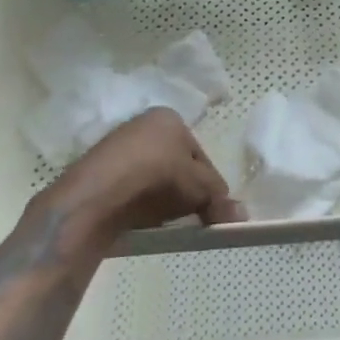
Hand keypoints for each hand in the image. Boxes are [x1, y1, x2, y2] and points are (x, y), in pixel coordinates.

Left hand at [38, 108, 242, 251]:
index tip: (211, 208)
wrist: (98, 195)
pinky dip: (136, 202)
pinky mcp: (97, 171)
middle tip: (188, 216)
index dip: (209, 182)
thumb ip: (220, 199)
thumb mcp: (199, 188)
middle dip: (183, 189)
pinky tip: (138, 219)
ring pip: (150, 176)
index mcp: (169, 118)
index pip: (199, 152)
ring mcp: (116, 146)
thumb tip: (242, 216)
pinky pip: (128, 187)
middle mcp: (142, 124)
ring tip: (162, 221)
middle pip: (174, 163)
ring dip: (159, 197)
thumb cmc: (157, 177)